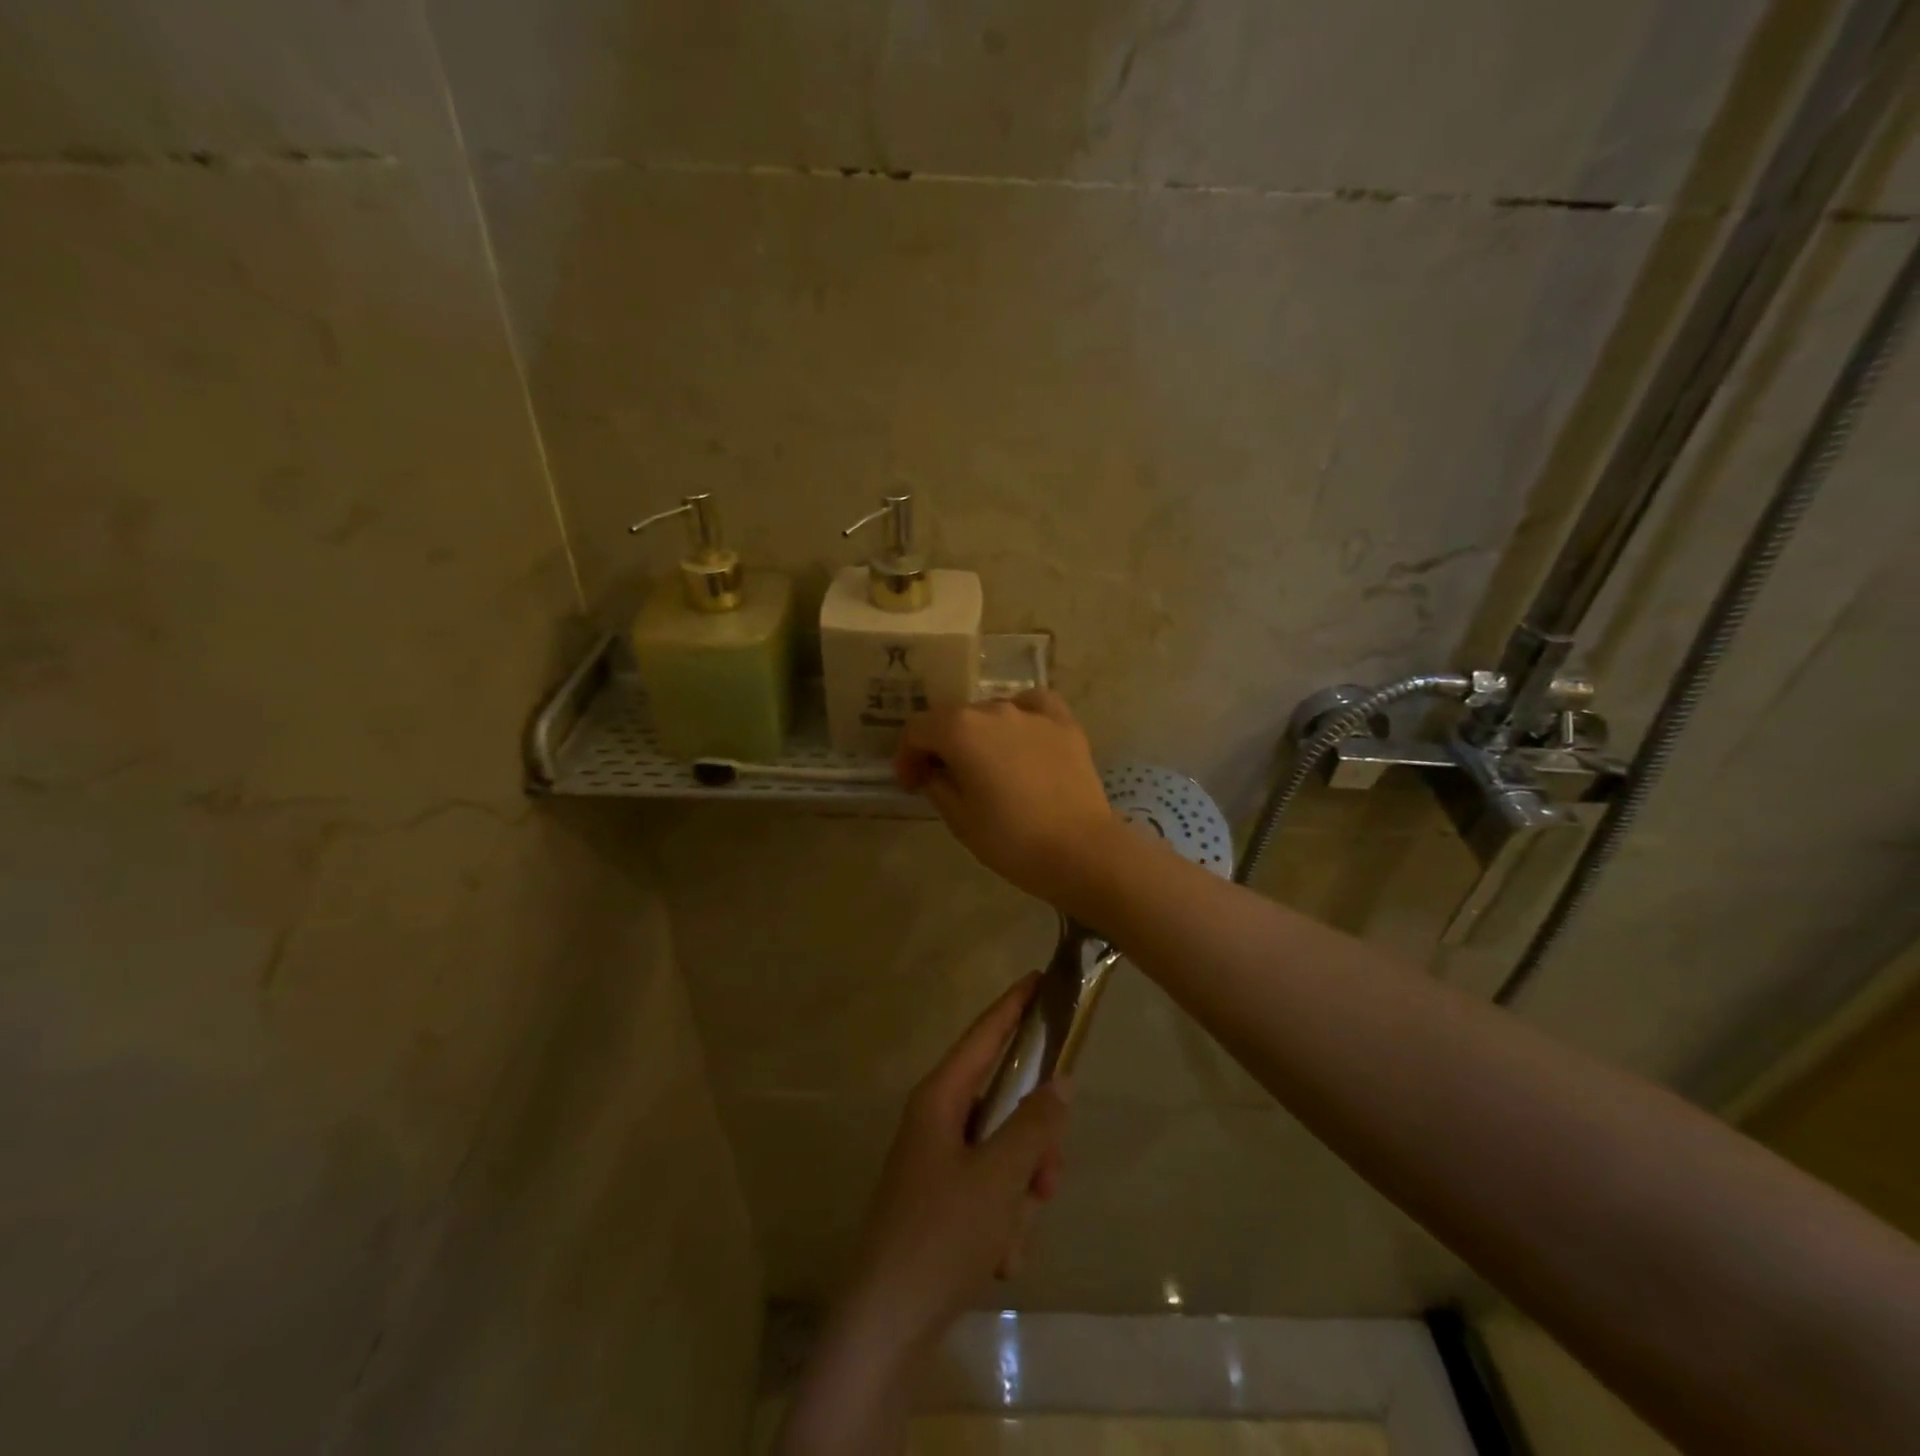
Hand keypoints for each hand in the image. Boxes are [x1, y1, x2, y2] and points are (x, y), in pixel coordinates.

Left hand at [838, 974, 1070, 1353]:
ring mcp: (936, 1162)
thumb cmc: (941, 1235)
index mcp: (940, 1099)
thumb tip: (1058, 1083)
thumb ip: (1034, 1126)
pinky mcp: (940, 1200)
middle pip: (1001, 1100)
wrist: (886, 1326)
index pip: (982, 1035)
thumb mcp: (999, 1177)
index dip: (1012, 1006)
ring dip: (1020, 1186)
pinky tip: (1000, 1258)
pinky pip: (988, 1188)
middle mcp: (935, 1120)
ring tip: (1018, 1231)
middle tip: (1051, 1176)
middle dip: (1033, 1137)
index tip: (1039, 978)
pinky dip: (1003, 1217)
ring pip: (1000, 1149)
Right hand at [895, 690, 1120, 907]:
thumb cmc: (1011, 839)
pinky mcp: (1064, 723)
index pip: (918, 729)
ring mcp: (1032, 713)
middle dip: (941, 745)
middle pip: (954, 717)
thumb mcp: (959, 819)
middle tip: (943, 778)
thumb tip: (933, 771)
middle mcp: (993, 709)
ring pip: (992, 712)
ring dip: (979, 734)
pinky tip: (1021, 735)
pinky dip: (1020, 715)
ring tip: (986, 765)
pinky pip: (1033, 705)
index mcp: (960, 730)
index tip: (911, 784)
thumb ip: (936, 785)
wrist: (1080, 850)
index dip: (907, 756)